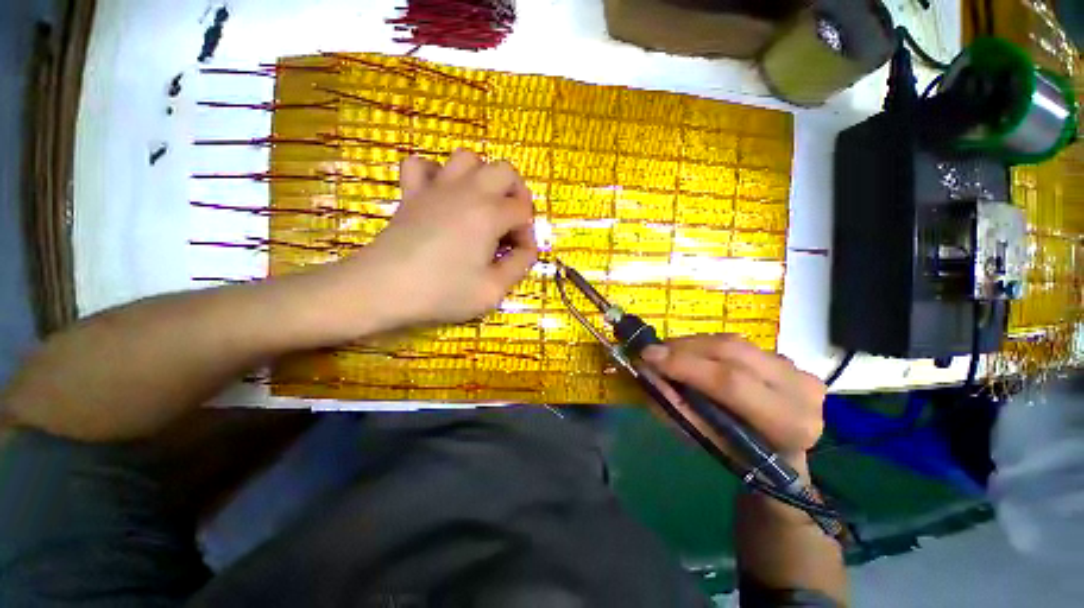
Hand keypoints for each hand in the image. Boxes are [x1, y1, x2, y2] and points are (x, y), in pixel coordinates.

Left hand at [331, 150, 537, 329]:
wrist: (383, 289)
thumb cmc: (443, 292)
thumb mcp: (493, 290)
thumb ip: (519, 266)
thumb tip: (528, 249)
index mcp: (489, 214)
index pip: (523, 213)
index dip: (527, 234)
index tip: (519, 255)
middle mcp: (467, 191)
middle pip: (505, 171)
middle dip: (516, 194)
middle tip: (511, 222)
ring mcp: (436, 187)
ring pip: (467, 158)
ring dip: (483, 178)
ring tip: (482, 205)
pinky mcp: (411, 193)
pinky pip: (422, 165)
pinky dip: (437, 174)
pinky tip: (441, 195)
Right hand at [640, 335, 825, 466]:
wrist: (783, 455)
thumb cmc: (742, 458)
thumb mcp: (706, 442)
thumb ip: (676, 407)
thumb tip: (645, 374)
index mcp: (788, 423)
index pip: (731, 382)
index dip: (685, 365)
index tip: (648, 356)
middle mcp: (801, 389)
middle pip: (732, 352)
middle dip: (684, 348)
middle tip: (652, 351)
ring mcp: (797, 368)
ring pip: (733, 342)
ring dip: (692, 344)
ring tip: (667, 352)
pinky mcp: (787, 357)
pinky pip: (737, 343)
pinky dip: (707, 346)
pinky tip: (691, 354)